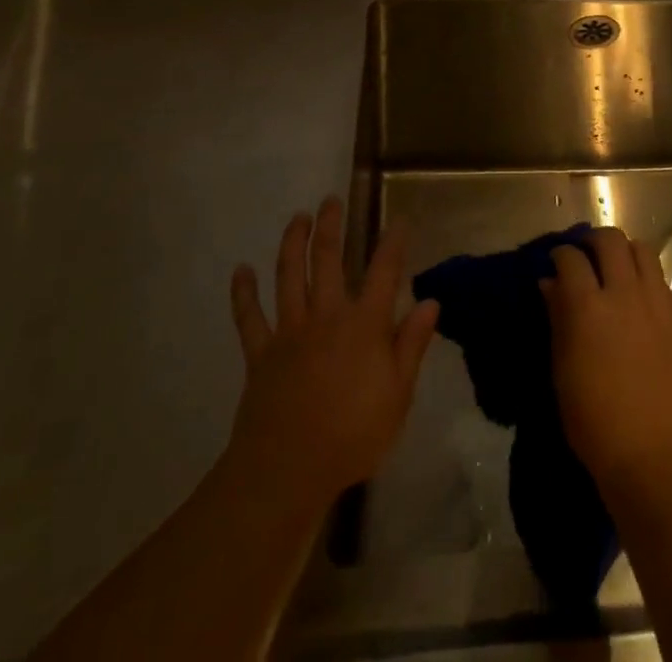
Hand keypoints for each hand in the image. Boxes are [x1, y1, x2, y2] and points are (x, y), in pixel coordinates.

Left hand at [223, 197, 438, 511]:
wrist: (287, 471)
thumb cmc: (352, 435)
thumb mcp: (398, 394)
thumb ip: (412, 344)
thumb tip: (430, 301)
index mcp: (364, 324)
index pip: (384, 272)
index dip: (393, 243)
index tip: (399, 220)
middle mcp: (327, 316)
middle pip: (328, 260)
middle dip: (331, 227)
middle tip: (331, 200)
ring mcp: (289, 332)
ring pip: (289, 276)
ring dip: (292, 243)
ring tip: (297, 218)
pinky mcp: (260, 353)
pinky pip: (248, 317)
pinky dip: (243, 293)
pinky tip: (241, 270)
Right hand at [541, 227, 671, 495]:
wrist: (650, 455)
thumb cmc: (592, 420)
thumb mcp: (561, 368)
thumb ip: (557, 317)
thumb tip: (550, 283)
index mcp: (588, 307)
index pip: (571, 258)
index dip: (560, 254)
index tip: (556, 262)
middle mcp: (624, 294)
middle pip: (610, 240)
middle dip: (593, 241)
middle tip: (586, 257)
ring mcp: (657, 304)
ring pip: (642, 250)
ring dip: (624, 253)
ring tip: (616, 271)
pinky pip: (661, 281)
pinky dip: (646, 280)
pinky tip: (638, 302)